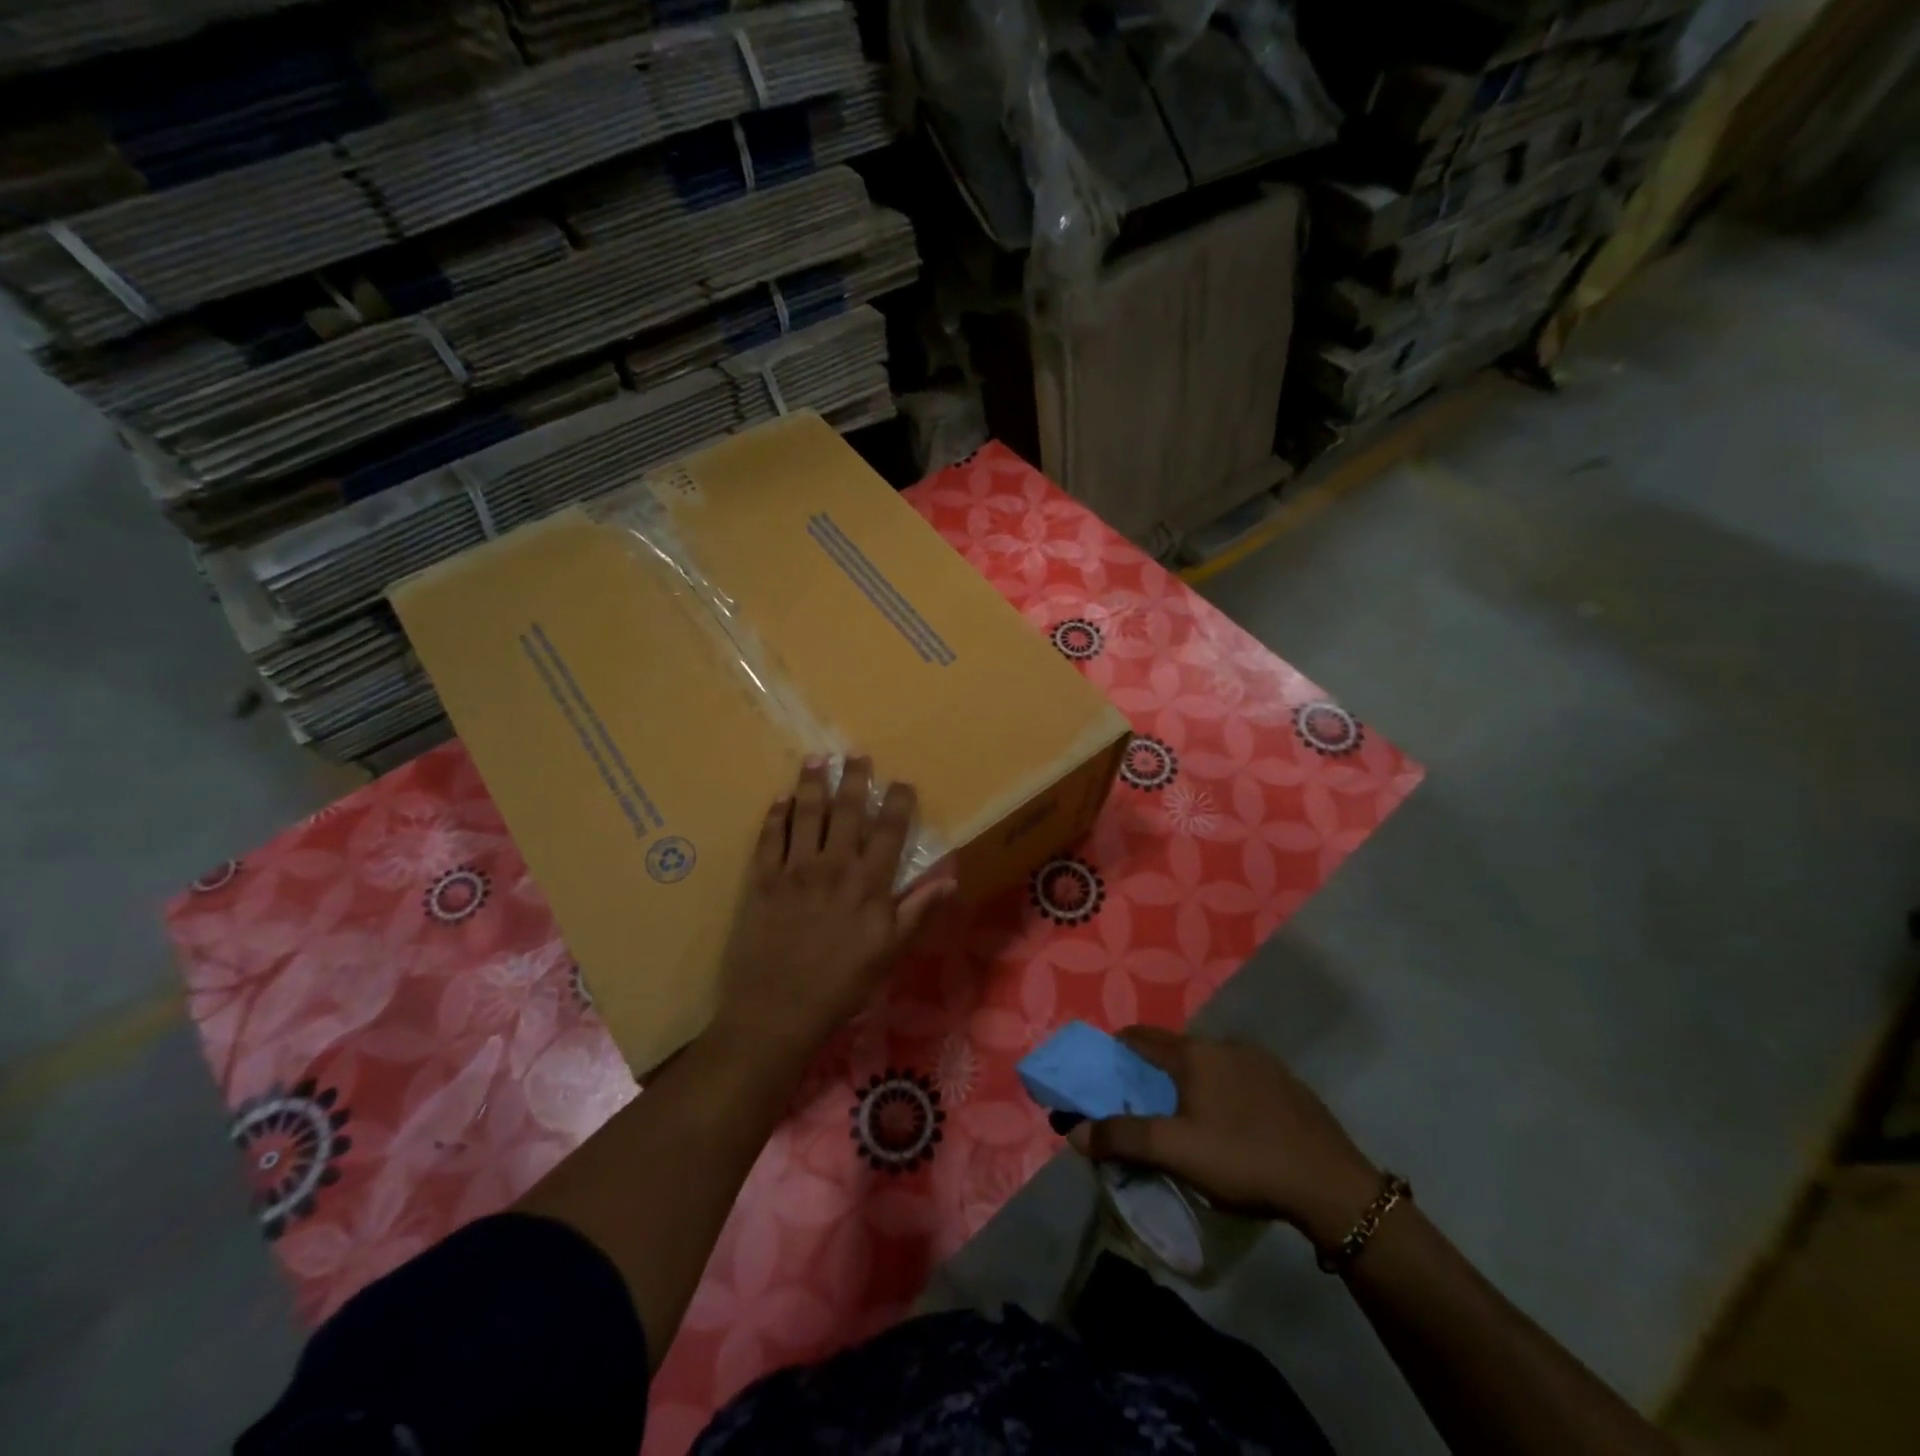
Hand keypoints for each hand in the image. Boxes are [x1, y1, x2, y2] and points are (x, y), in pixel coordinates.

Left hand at [713, 756, 952, 1059]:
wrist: (777, 1011)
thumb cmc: (841, 985)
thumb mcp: (889, 953)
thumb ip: (917, 911)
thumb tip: (950, 878)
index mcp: (869, 884)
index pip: (889, 831)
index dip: (898, 802)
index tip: (902, 782)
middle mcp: (833, 866)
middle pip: (847, 811)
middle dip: (854, 779)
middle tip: (856, 754)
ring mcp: (794, 870)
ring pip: (806, 814)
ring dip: (812, 784)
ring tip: (815, 759)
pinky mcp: (762, 880)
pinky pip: (769, 837)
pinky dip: (776, 815)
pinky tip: (780, 799)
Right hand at [1069, 1027, 1381, 1251]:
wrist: (1333, 1187)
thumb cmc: (1244, 1160)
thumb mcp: (1177, 1152)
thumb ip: (1123, 1138)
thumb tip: (1076, 1131)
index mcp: (1195, 1053)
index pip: (1141, 1036)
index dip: (1117, 1049)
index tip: (1103, 1071)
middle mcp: (1225, 1044)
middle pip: (1176, 1051)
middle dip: (1155, 1072)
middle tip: (1144, 1104)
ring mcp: (1261, 1062)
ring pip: (1211, 1064)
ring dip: (1192, 1083)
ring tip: (1188, 1119)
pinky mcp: (1287, 1084)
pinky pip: (1241, 1079)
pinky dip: (1225, 1093)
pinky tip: (1234, 1127)